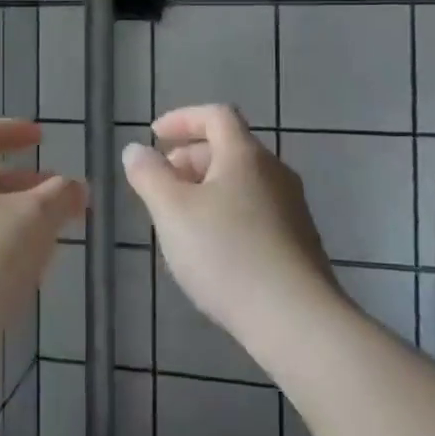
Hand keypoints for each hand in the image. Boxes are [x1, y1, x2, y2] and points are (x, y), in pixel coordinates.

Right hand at [123, 104, 341, 360]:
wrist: (296, 320)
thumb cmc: (227, 254)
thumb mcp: (172, 211)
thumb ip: (149, 175)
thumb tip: (136, 150)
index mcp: (245, 155)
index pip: (216, 115)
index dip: (182, 118)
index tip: (154, 136)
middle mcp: (274, 173)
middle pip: (229, 148)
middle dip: (190, 157)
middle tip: (160, 182)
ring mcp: (291, 209)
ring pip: (242, 182)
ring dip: (206, 188)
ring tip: (179, 219)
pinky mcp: (298, 242)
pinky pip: (254, 211)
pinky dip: (226, 213)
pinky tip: (211, 249)